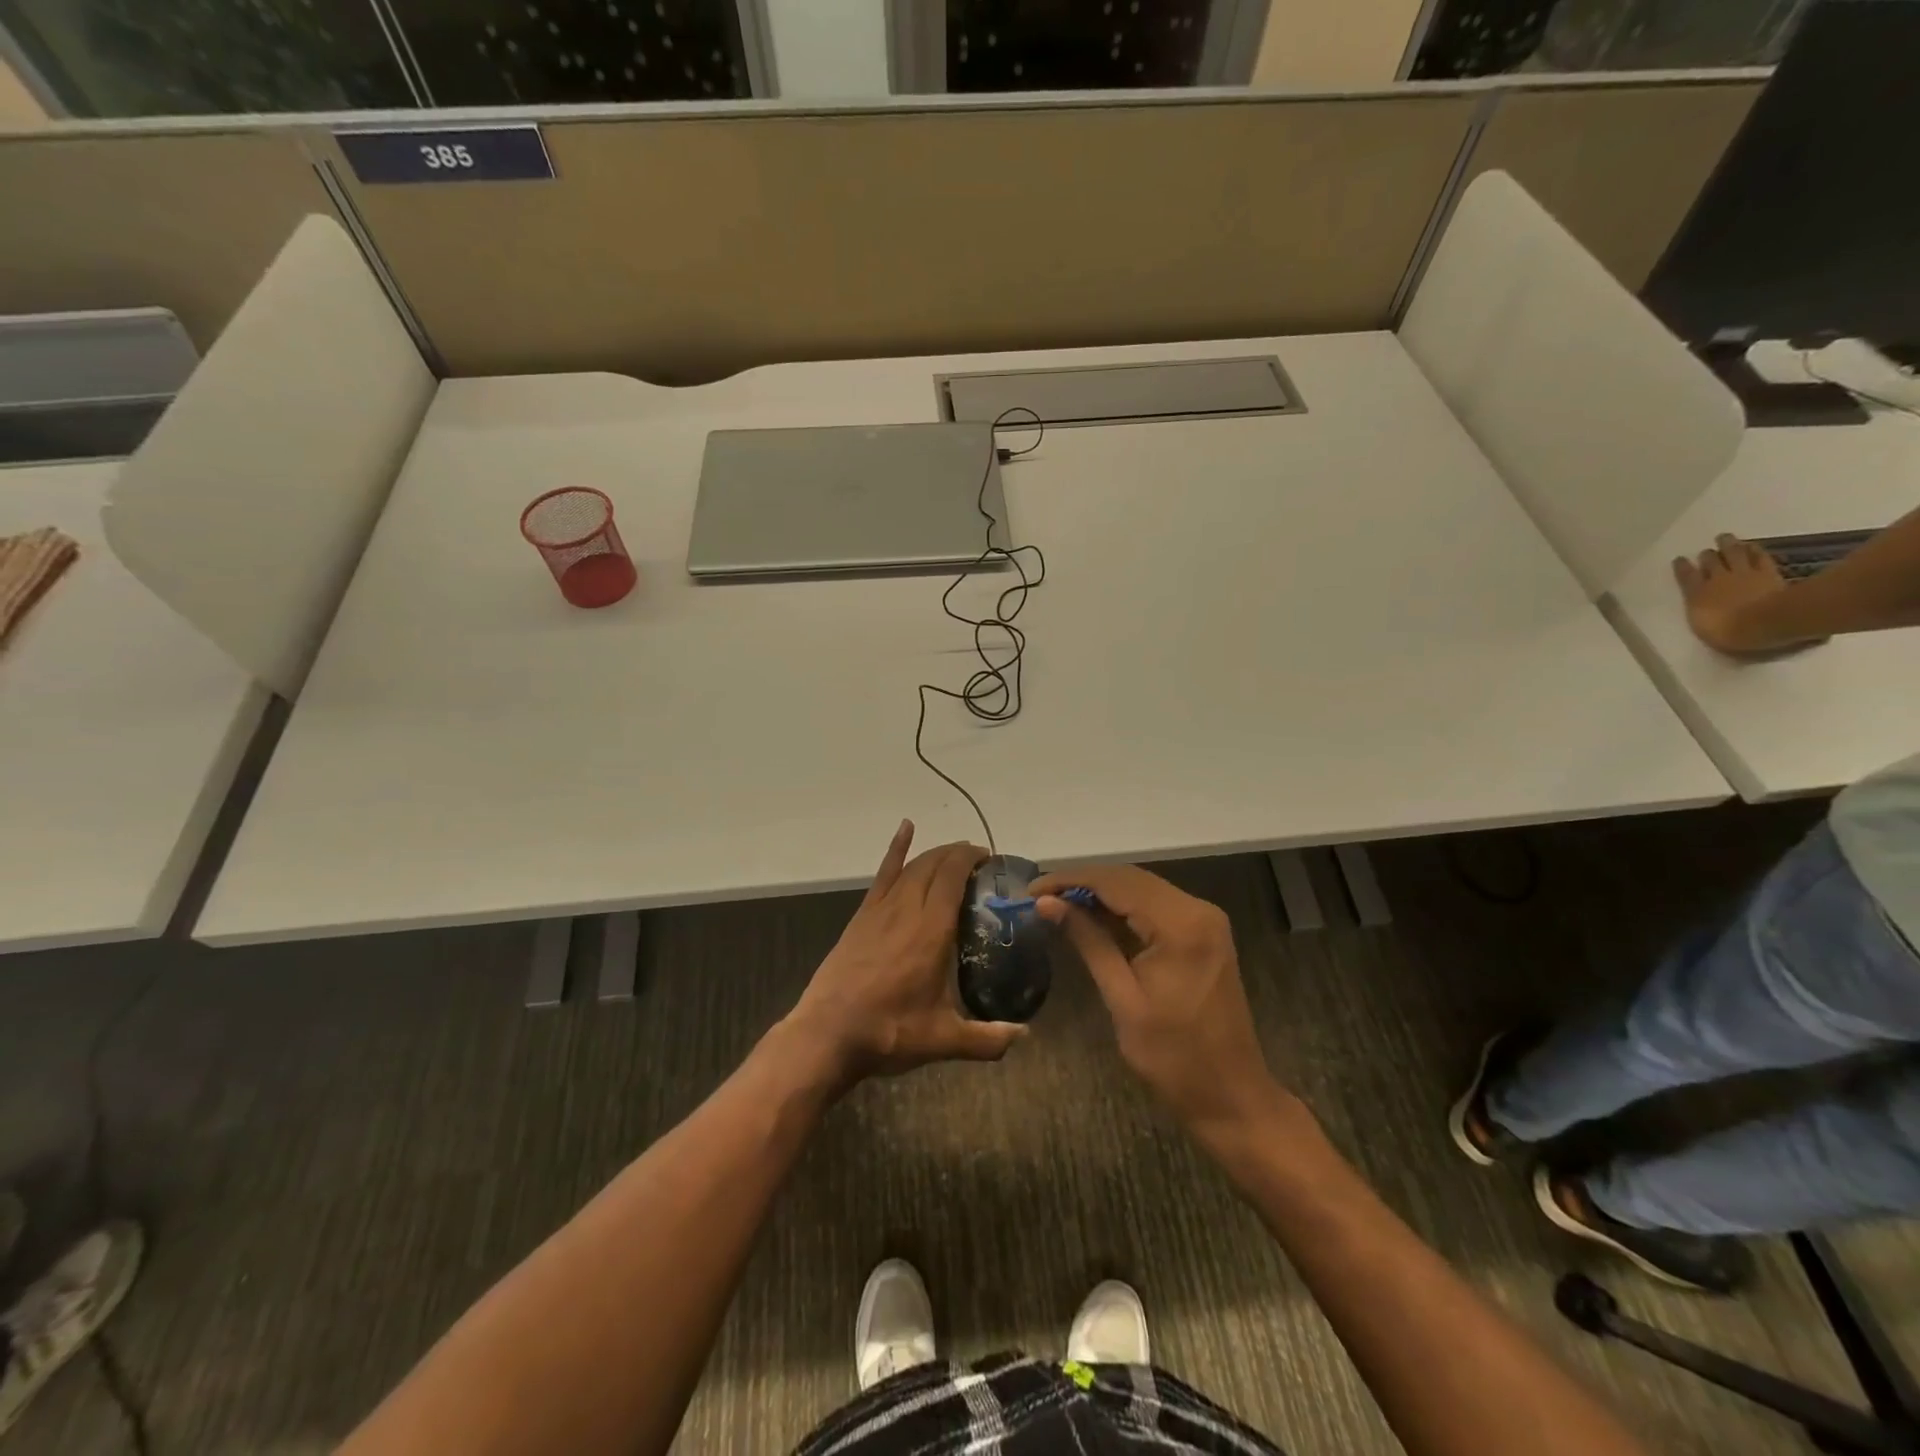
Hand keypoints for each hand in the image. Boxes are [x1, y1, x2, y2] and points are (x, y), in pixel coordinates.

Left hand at [784, 821, 1024, 1086]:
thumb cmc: (889, 1032)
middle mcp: (907, 910)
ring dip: (935, 854)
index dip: (972, 860)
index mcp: (931, 931)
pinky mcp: (862, 916)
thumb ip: (988, 1038)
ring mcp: (880, 910)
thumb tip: (1026, 1035)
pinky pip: (883, 874)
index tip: (991, 859)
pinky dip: (896, 849)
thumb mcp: (943, 1040)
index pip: (953, 877)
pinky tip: (906, 828)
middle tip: (980, 860)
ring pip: (912, 866)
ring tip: (955, 854)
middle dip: (958, 854)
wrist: (828, 1035)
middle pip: (934, 865)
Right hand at [1030, 864, 1278, 1135]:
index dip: (1070, 880)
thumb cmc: (1173, 1057)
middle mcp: (1197, 909)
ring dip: (1100, 892)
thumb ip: (1088, 942)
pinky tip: (1093, 917)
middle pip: (1130, 878)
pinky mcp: (1203, 933)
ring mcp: (1204, 920)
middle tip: (1040, 897)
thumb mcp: (1122, 998)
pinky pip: (1155, 906)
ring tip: (1057, 903)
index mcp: (1181, 925)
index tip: (1032, 890)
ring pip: (1142, 888)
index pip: (1116, 883)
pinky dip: (1122, 907)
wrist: (1232, 1096)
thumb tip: (1047, 904)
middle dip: (1083, 883)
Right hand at [1672, 534, 1805, 653]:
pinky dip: (1753, 550)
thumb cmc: (1729, 633)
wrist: (1765, 623)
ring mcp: (1743, 574)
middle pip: (1711, 563)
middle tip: (1706, 549)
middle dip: (1707, 555)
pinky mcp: (1767, 573)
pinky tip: (1751, 545)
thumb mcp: (1704, 628)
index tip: (1679, 559)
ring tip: (1724, 538)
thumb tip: (1701, 611)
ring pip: (1733, 555)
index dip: (1682, 568)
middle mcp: (1717, 580)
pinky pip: (1759, 558)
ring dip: (1728, 545)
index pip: (1686, 578)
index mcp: (1697, 595)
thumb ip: (1701, 615)